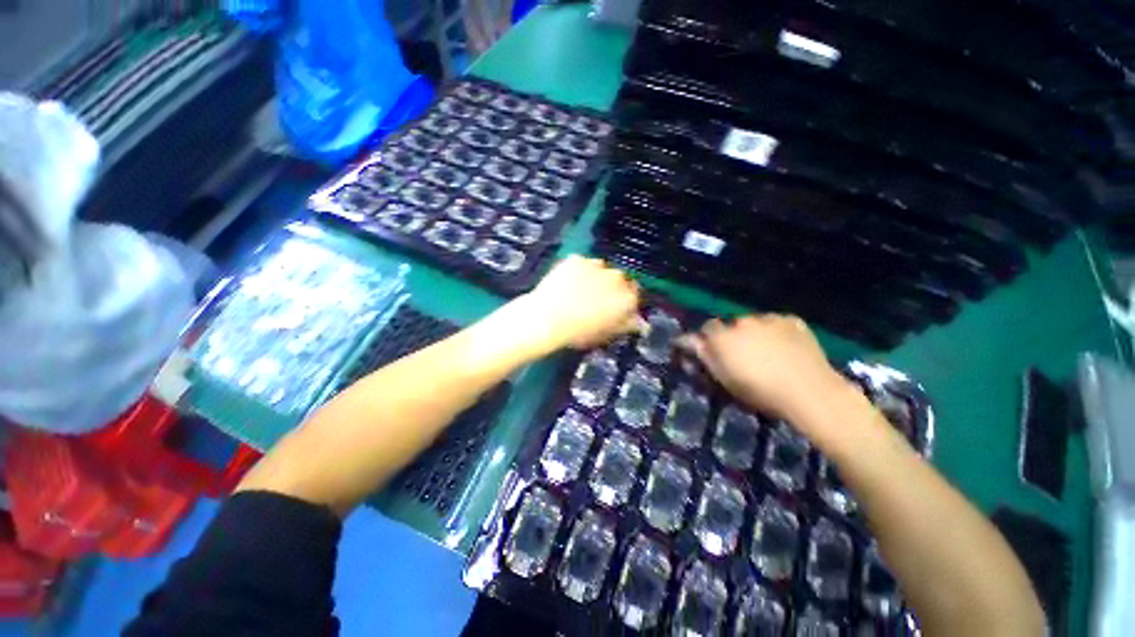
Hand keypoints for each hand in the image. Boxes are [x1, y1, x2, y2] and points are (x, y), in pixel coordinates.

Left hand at [518, 256, 641, 349]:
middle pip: (619, 279)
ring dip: (595, 277)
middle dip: (611, 287)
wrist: (547, 319)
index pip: (634, 295)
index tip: (615, 307)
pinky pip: (581, 263)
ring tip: (579, 291)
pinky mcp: (576, 259)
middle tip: (596, 300)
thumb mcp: (605, 334)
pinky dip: (577, 270)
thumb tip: (638, 322)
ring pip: (601, 268)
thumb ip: (625, 325)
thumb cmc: (578, 332)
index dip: (624, 302)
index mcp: (627, 298)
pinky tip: (567, 283)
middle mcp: (617, 278)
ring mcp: (596, 265)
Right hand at [680, 315, 856, 422]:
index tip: (709, 350)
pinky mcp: (792, 320)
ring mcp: (769, 318)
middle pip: (730, 325)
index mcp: (722, 337)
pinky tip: (785, 347)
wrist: (810, 392)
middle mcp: (741, 322)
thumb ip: (704, 357)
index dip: (706, 339)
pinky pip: (776, 323)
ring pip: (754, 323)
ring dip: (753, 333)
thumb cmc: (760, 392)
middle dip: (731, 336)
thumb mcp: (724, 380)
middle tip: (741, 355)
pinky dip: (775, 332)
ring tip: (765, 352)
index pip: (705, 329)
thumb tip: (687, 341)